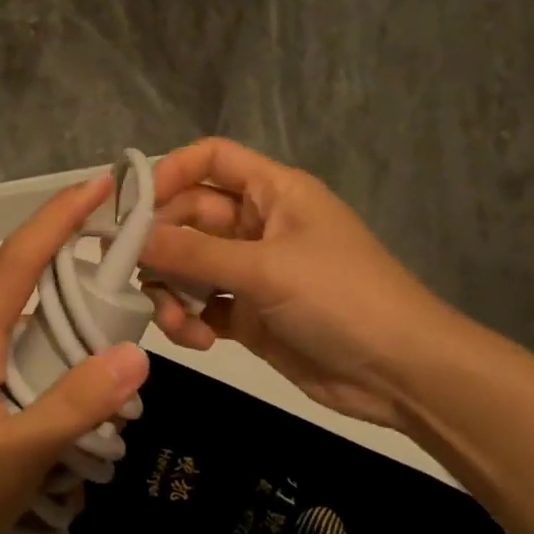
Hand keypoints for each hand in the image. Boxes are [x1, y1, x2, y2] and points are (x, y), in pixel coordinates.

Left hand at [0, 175, 149, 533]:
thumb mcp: (15, 458)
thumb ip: (75, 405)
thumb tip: (134, 355)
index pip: (20, 259)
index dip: (60, 215)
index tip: (99, 182)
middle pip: (26, 308)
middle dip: (76, 318)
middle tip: (122, 350)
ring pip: (15, 353)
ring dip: (55, 374)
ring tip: (89, 427)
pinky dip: (32, 396)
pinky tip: (48, 447)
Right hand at [140, 138, 475, 430]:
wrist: (403, 373)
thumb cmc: (341, 298)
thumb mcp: (266, 269)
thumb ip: (194, 255)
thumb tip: (131, 240)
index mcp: (273, 192)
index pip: (212, 160)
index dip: (171, 171)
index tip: (134, 205)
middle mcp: (257, 224)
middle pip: (190, 217)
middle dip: (162, 244)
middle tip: (130, 271)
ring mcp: (252, 270)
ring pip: (190, 265)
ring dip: (172, 289)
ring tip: (174, 319)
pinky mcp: (249, 314)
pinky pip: (202, 305)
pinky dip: (189, 319)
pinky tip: (196, 338)